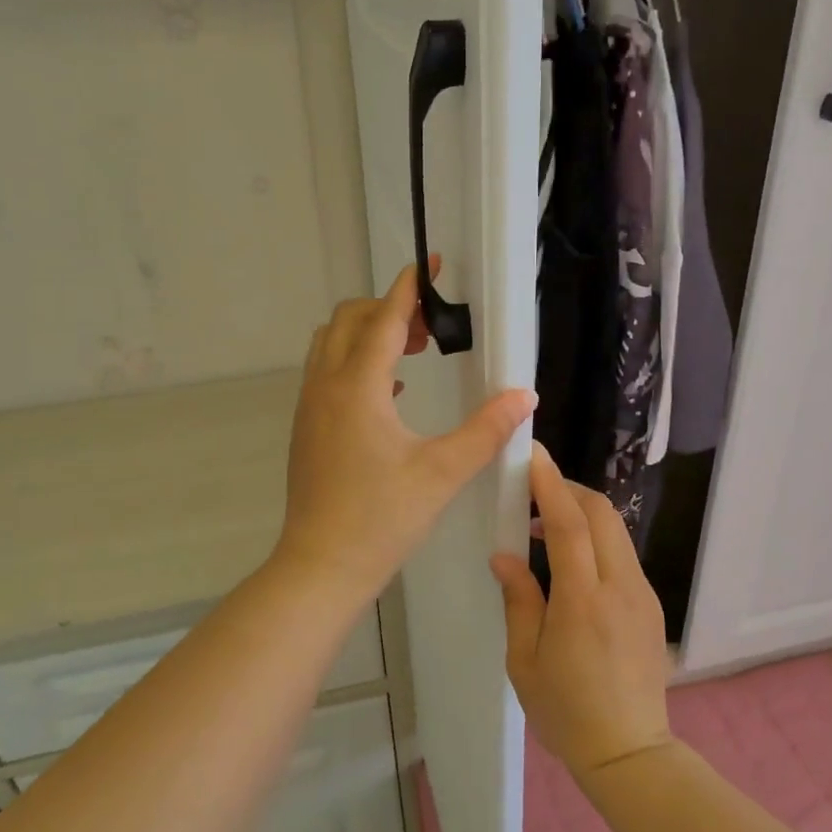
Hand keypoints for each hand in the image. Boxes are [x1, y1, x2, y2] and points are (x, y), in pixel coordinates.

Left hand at [277, 263, 536, 601]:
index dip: (410, 287)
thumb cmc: (382, 518)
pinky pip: (327, 374)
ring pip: (331, 345)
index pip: (382, 317)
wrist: (322, 566)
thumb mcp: (443, 472)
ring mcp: (309, 408)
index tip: (433, 265)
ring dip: (368, 335)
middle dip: (388, 309)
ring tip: (412, 352)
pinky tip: (392, 393)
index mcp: (357, 387)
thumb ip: (486, 430)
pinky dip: (355, 363)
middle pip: (349, 320)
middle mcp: (325, 386)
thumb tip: (525, 396)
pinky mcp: (307, 429)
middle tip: (432, 328)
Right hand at [491, 443, 673, 779]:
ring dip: (583, 514)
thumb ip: (519, 600)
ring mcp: (642, 596)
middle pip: (602, 514)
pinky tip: (571, 563)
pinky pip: (622, 556)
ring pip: (616, 532)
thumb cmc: (565, 712)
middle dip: (569, 490)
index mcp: (583, 602)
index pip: (569, 524)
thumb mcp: (525, 661)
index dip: (550, 485)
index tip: (533, 455)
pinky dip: (596, 540)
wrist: (629, 752)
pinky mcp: (650, 606)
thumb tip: (504, 555)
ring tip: (544, 528)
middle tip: (534, 490)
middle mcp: (621, 589)